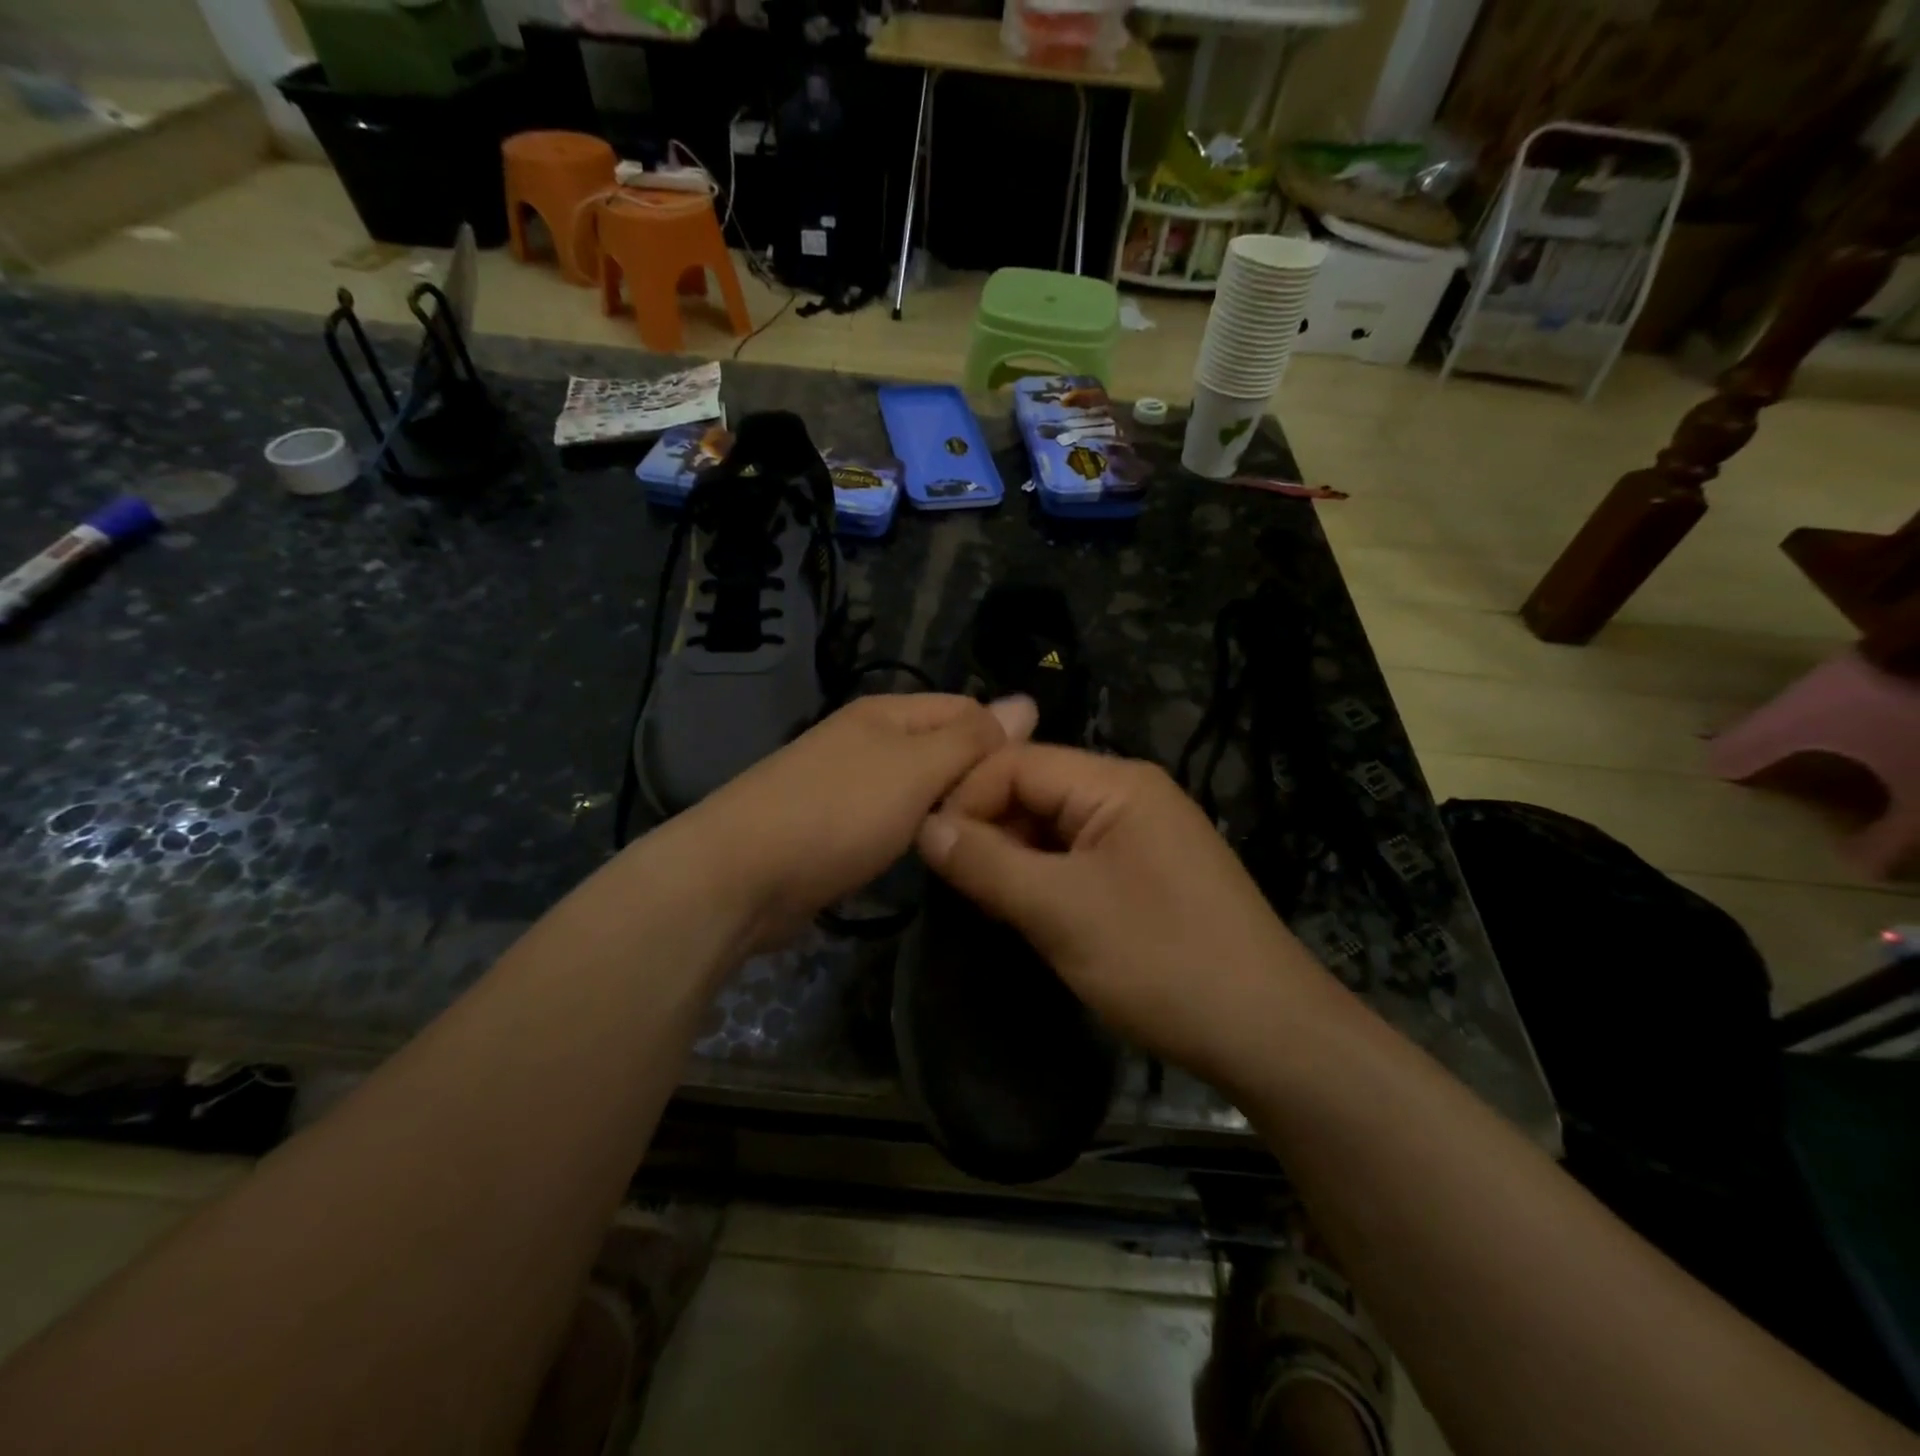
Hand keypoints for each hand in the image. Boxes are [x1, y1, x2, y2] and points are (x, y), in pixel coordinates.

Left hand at [688, 693, 1036, 946]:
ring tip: (976, 840)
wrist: (739, 875)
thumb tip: (1026, 701)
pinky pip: (890, 818)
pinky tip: (927, 853)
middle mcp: (867, 738)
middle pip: (942, 748)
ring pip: (917, 787)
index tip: (1026, 792)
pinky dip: (911, 832)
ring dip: (943, 809)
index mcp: (888, 712)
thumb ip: (971, 739)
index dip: (1002, 742)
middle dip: (973, 780)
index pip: (967, 709)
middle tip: (1006, 826)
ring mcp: (846, 782)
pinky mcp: (833, 824)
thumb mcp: (916, 769)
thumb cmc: (837, 813)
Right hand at [917, 745, 1314, 1077]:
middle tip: (952, 884)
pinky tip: (1027, 913)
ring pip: (1053, 827)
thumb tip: (925, 827)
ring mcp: (1143, 834)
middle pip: (1035, 790)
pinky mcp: (1147, 872)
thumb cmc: (1161, 961)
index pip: (1018, 763)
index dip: (967, 798)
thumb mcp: (1060, 911)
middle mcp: (1130, 794)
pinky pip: (1078, 858)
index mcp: (1116, 783)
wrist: (1268, 1033)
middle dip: (989, 830)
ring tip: (983, 903)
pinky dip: (1044, 879)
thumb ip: (987, 863)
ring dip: (1014, 858)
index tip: (929, 850)